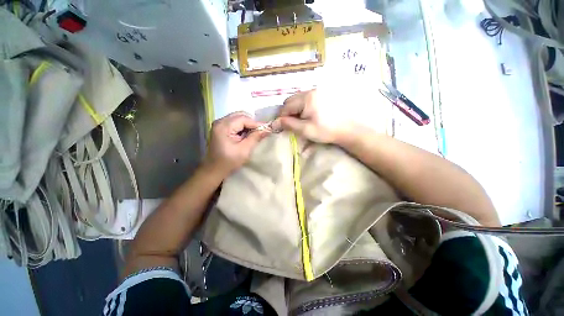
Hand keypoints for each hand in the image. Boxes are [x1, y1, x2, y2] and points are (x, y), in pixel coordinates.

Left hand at [204, 112, 268, 176]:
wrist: (214, 170)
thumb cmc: (229, 162)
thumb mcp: (244, 150)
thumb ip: (255, 137)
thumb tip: (268, 129)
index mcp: (223, 126)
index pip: (243, 119)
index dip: (256, 123)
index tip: (267, 129)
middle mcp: (220, 121)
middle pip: (240, 115)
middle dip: (252, 123)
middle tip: (261, 131)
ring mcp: (219, 124)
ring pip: (238, 118)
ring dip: (248, 125)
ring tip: (255, 133)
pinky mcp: (221, 128)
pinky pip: (235, 123)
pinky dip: (243, 127)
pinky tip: (247, 135)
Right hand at [272, 89, 352, 143]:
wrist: (348, 129)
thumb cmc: (326, 130)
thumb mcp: (305, 130)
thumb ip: (289, 124)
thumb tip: (275, 122)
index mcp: (306, 99)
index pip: (286, 106)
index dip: (282, 117)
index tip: (283, 126)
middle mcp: (311, 91)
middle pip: (291, 100)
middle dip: (289, 111)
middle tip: (293, 123)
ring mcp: (318, 91)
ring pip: (299, 98)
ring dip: (296, 108)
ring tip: (301, 119)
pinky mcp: (323, 94)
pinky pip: (307, 98)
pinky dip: (303, 106)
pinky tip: (309, 114)